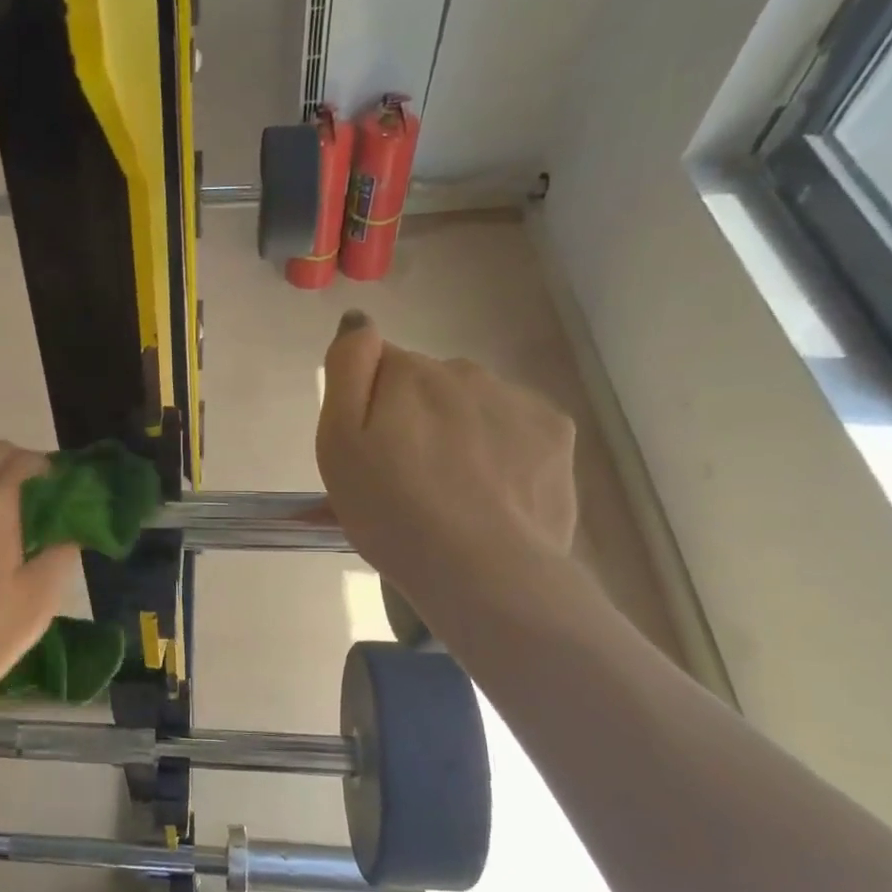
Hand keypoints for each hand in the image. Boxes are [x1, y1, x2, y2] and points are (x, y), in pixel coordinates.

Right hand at [316, 311, 576, 617]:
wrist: (481, 570)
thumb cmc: (391, 511)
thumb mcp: (337, 442)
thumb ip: (346, 369)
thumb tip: (360, 320)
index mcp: (409, 372)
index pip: (380, 366)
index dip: (370, 407)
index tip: (371, 452)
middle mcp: (465, 371)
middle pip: (428, 385)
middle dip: (415, 417)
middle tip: (405, 479)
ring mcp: (516, 400)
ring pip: (473, 405)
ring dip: (458, 432)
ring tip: (451, 493)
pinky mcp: (555, 434)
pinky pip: (514, 428)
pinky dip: (500, 449)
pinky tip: (491, 492)